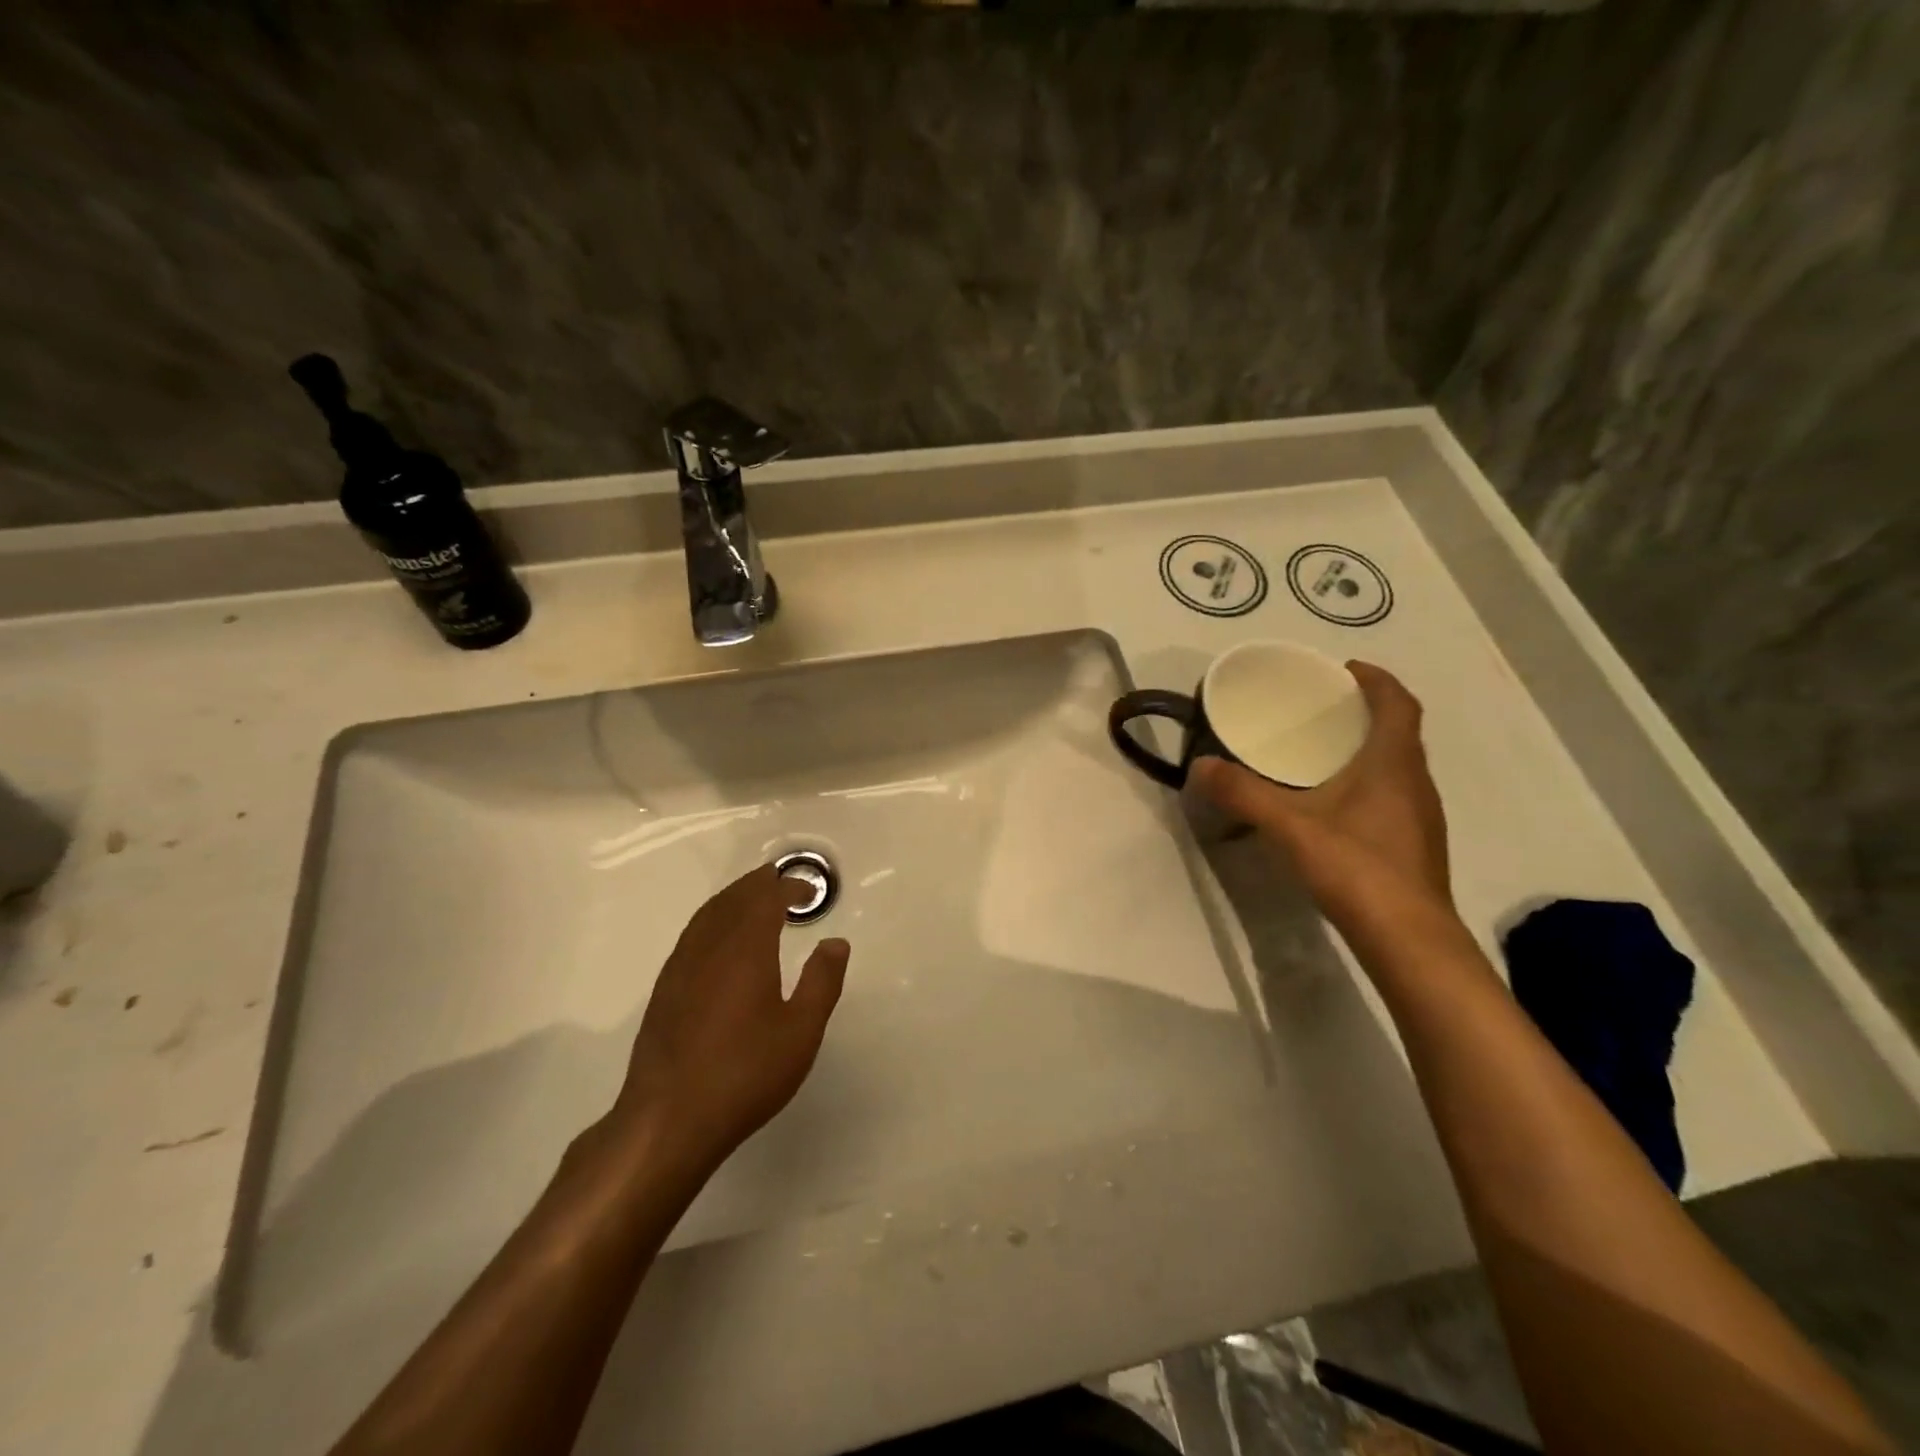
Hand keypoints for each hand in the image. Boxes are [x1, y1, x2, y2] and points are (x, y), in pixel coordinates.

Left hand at [613, 864, 849, 1168]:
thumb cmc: (745, 1073)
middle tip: (781, 881)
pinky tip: (720, 941)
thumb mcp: (801, 1031)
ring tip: (753, 900)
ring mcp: (681, 968)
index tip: (811, 893)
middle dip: (758, 885)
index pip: (767, 899)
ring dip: (733, 898)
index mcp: (746, 949)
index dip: (790, 888)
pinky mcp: (664, 991)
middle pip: (733, 899)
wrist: (668, 1120)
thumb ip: (822, 982)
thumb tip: (835, 942)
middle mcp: (710, 947)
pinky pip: (692, 935)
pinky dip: (712, 920)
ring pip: (708, 915)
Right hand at [1192, 661, 1450, 930]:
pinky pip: (1394, 794)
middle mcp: (1415, 782)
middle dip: (1366, 712)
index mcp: (1393, 763)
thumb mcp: (1289, 826)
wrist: (1408, 939)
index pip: (1398, 703)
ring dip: (1369, 749)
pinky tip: (1335, 806)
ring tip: (1324, 753)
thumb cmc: (1355, 867)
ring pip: (1398, 765)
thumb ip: (1243, 793)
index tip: (1344, 670)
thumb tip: (1201, 766)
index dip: (1377, 680)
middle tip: (1322, 710)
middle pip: (1399, 731)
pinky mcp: (1414, 844)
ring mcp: (1420, 816)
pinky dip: (1368, 782)